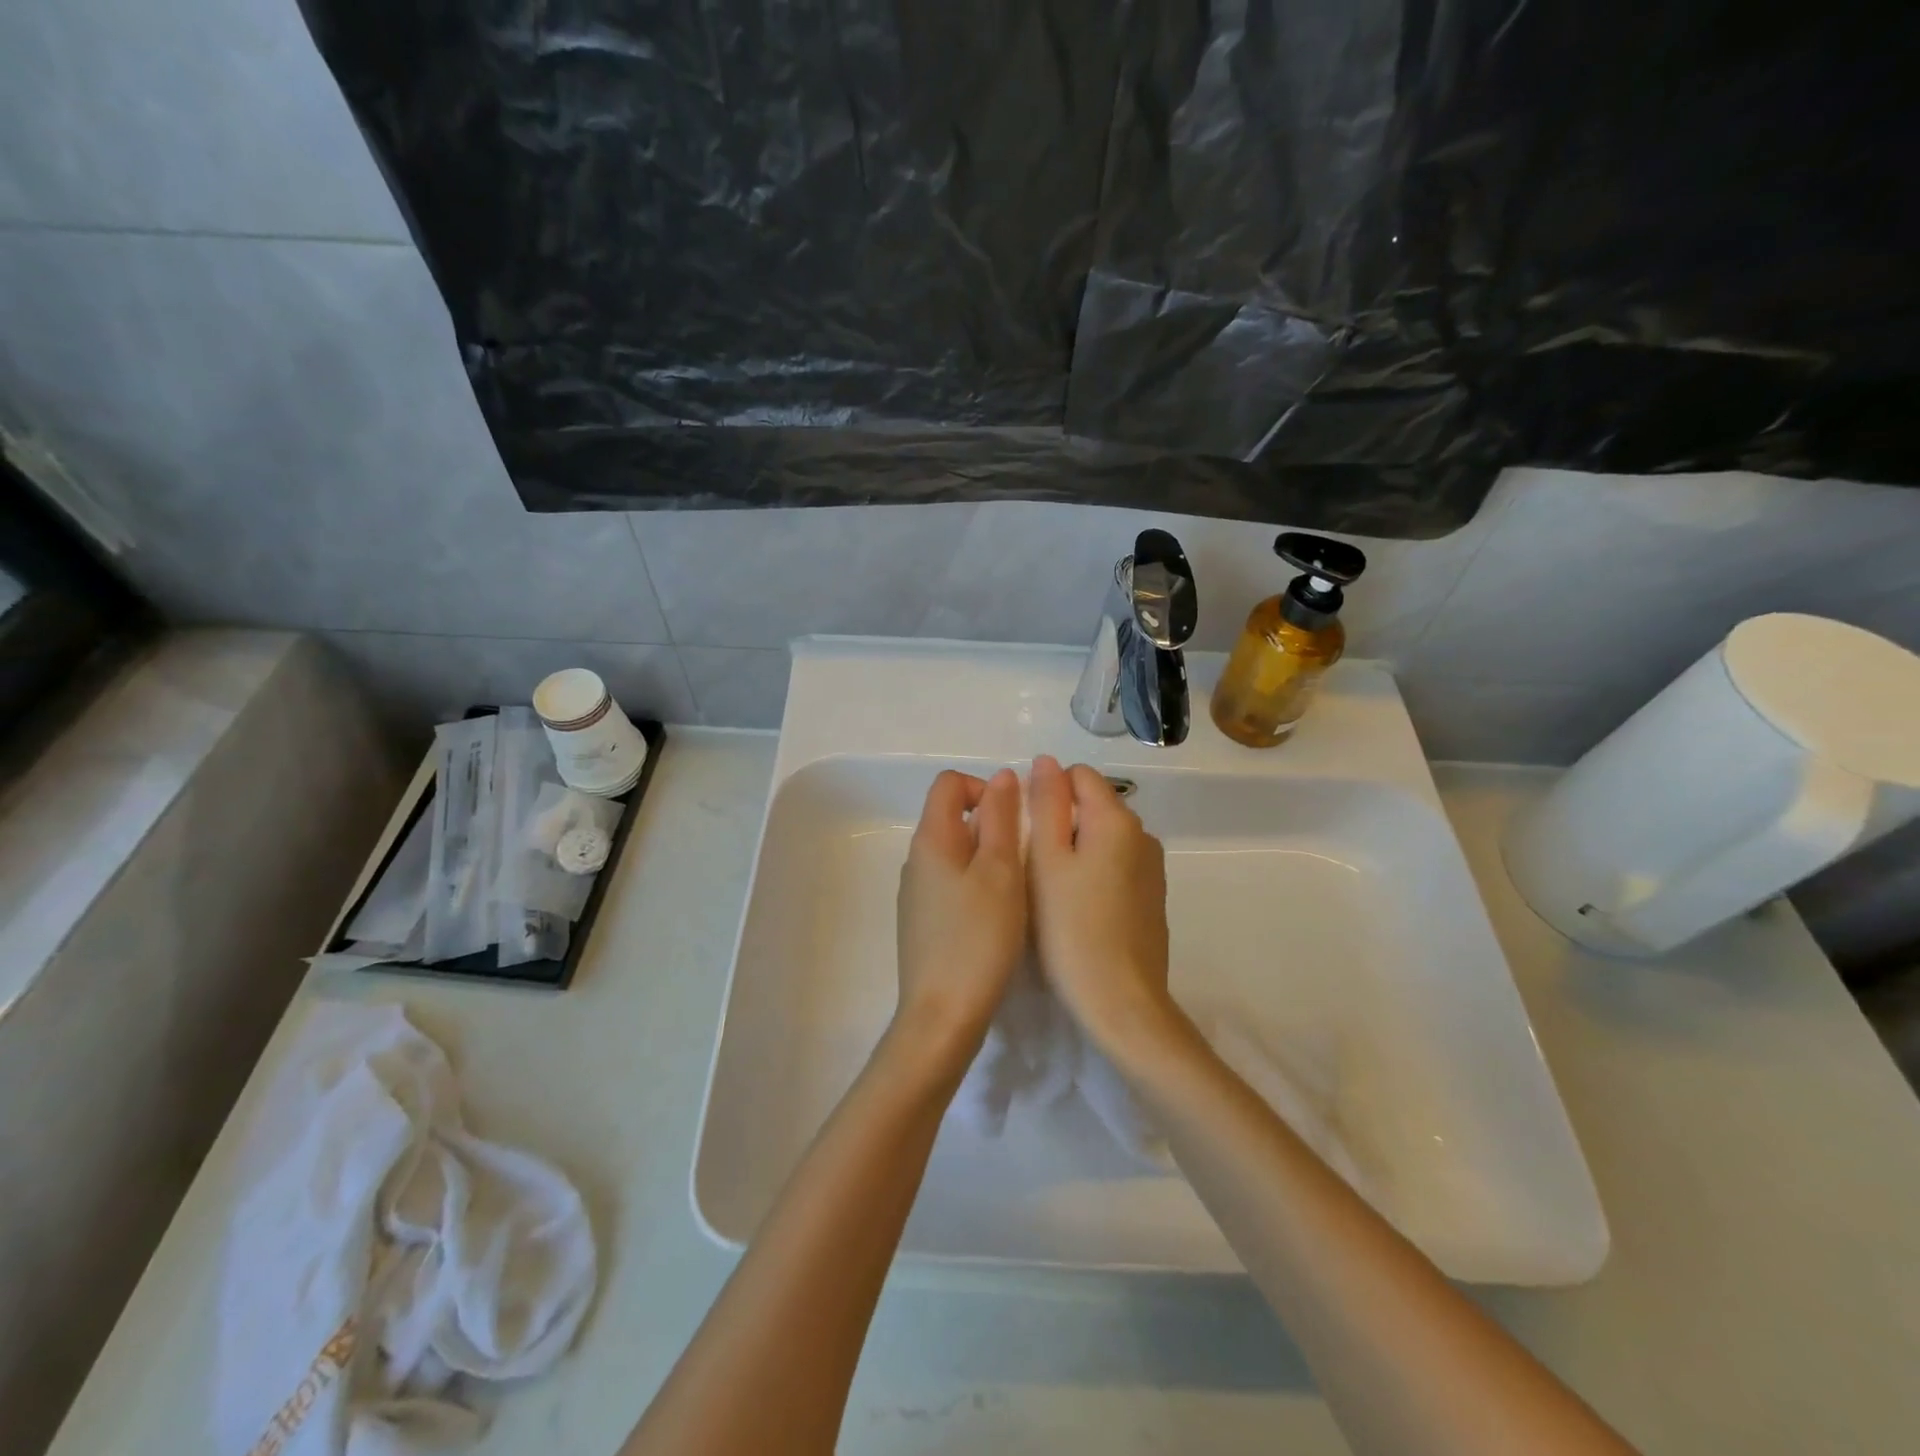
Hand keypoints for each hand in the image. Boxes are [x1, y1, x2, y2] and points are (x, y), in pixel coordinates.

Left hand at [893, 768, 1027, 1068]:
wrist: (942, 1015)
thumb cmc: (978, 937)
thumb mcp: (1001, 871)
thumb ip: (1001, 819)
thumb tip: (1001, 776)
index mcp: (931, 840)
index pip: (950, 784)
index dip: (984, 788)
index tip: (1014, 820)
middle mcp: (917, 860)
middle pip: (952, 817)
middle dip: (993, 826)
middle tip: (1024, 860)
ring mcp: (917, 893)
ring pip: (956, 853)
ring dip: (988, 858)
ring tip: (1016, 890)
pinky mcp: (923, 922)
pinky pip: (952, 884)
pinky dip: (977, 885)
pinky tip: (996, 918)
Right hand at [1026, 755, 1179, 1059]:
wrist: (1121, 1000)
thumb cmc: (1071, 927)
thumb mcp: (1046, 860)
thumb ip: (1047, 804)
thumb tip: (1046, 761)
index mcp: (1117, 819)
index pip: (1079, 776)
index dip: (1046, 793)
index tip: (1026, 831)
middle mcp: (1142, 835)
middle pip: (1093, 806)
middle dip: (1060, 822)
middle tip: (1032, 865)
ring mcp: (1151, 868)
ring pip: (1103, 838)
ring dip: (1075, 849)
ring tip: (1050, 889)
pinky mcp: (1151, 897)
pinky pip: (1116, 866)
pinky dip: (1093, 872)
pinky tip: (1077, 908)